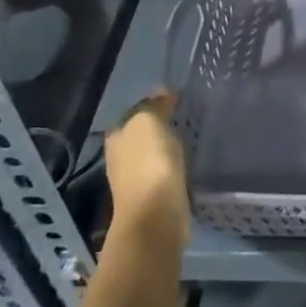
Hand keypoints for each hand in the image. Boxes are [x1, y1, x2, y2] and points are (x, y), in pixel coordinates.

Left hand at [103, 89, 188, 242]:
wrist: (156, 215)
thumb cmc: (149, 163)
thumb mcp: (149, 123)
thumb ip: (154, 106)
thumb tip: (161, 91)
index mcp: (116, 136)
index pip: (133, 114)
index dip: (152, 106)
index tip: (175, 102)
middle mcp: (119, 158)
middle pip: (140, 137)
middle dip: (158, 129)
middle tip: (184, 120)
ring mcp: (134, 181)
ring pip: (152, 157)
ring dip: (166, 151)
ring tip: (189, 142)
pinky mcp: (152, 199)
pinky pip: (164, 175)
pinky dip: (173, 169)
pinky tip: (187, 166)